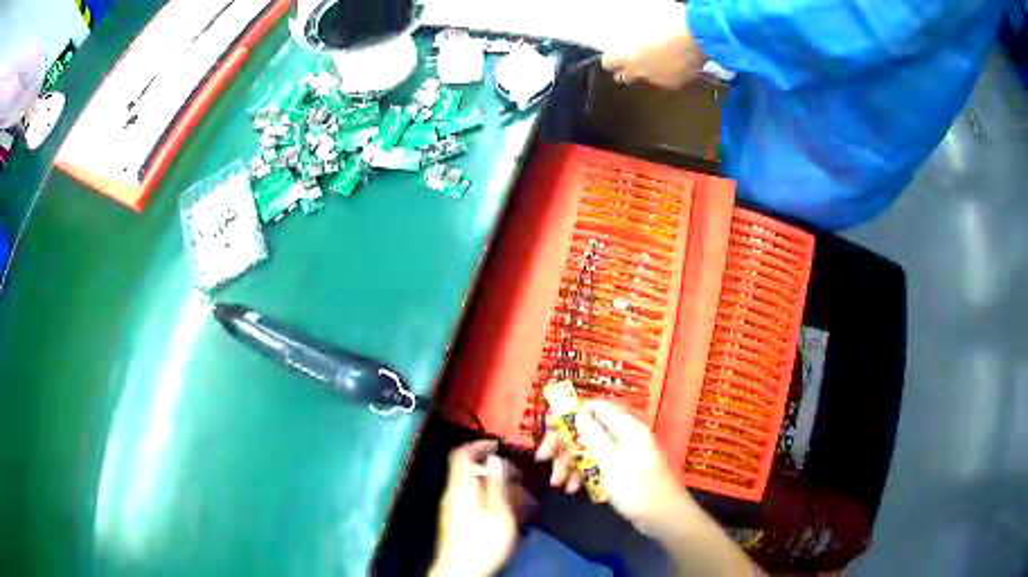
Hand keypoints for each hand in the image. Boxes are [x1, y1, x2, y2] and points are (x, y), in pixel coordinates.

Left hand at [430, 441, 517, 576]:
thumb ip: (497, 483)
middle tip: (518, 479)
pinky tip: (507, 515)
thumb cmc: (483, 541)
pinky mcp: (457, 522)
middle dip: (495, 471)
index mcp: (460, 487)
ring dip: (496, 488)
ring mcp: (453, 509)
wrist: (461, 571)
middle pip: (470, 471)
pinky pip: (474, 502)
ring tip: (519, 500)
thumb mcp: (498, 512)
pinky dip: (491, 502)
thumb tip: (496, 458)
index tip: (499, 445)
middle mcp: (453, 494)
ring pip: (474, 488)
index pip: (462, 454)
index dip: (479, 444)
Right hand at [536, 401, 692, 532]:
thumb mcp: (611, 462)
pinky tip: (572, 488)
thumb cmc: (638, 488)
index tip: (547, 425)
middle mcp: (623, 435)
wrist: (663, 517)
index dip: (569, 412)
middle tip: (543, 457)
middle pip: (586, 429)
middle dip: (563, 443)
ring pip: (588, 449)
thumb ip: (592, 436)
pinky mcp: (620, 470)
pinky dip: (582, 473)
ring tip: (556, 482)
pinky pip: (596, 465)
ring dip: (569, 463)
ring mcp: (622, 453)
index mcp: (626, 427)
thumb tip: (577, 410)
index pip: (594, 407)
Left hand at [601, 2, 704, 88]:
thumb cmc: (668, 22)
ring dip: (649, 71)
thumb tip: (632, 34)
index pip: (608, 62)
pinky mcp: (677, 84)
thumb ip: (633, 33)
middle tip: (636, 58)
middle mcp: (638, 71)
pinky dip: (669, 74)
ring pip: (647, 79)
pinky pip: (667, 80)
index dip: (613, 57)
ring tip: (659, 59)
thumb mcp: (642, 21)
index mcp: (624, 55)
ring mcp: (658, 79)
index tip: (616, 53)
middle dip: (628, 68)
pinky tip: (675, 63)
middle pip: (625, 76)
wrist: (698, 35)